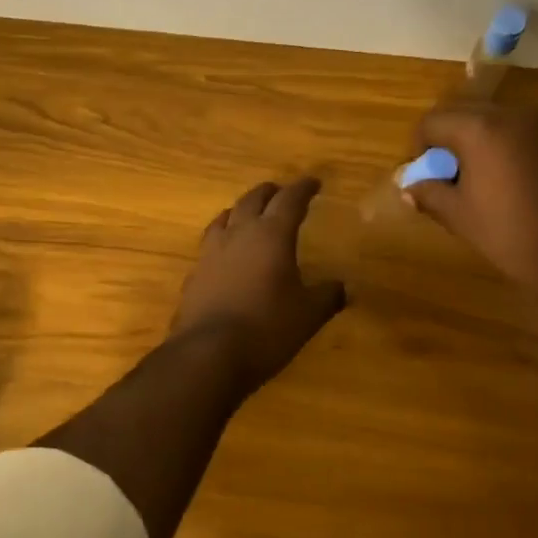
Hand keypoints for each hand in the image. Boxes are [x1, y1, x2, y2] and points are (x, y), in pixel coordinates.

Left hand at [171, 177, 346, 387]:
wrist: (208, 354)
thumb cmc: (267, 329)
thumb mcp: (308, 315)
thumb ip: (327, 296)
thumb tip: (343, 287)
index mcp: (271, 235)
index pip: (289, 200)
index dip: (303, 189)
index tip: (314, 182)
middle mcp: (239, 235)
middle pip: (253, 200)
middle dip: (270, 192)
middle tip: (281, 193)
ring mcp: (211, 253)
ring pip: (225, 217)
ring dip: (241, 210)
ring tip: (249, 214)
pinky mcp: (194, 274)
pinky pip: (210, 244)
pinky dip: (223, 239)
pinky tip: (226, 254)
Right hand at [403, 101, 537, 305]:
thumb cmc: (510, 233)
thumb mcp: (460, 216)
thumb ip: (429, 194)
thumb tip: (408, 187)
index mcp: (479, 129)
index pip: (431, 121)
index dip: (418, 147)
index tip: (423, 176)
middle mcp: (510, 115)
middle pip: (461, 113)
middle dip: (445, 139)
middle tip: (444, 176)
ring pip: (492, 120)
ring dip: (474, 142)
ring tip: (474, 180)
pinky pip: (517, 133)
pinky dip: (501, 147)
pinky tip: (505, 183)